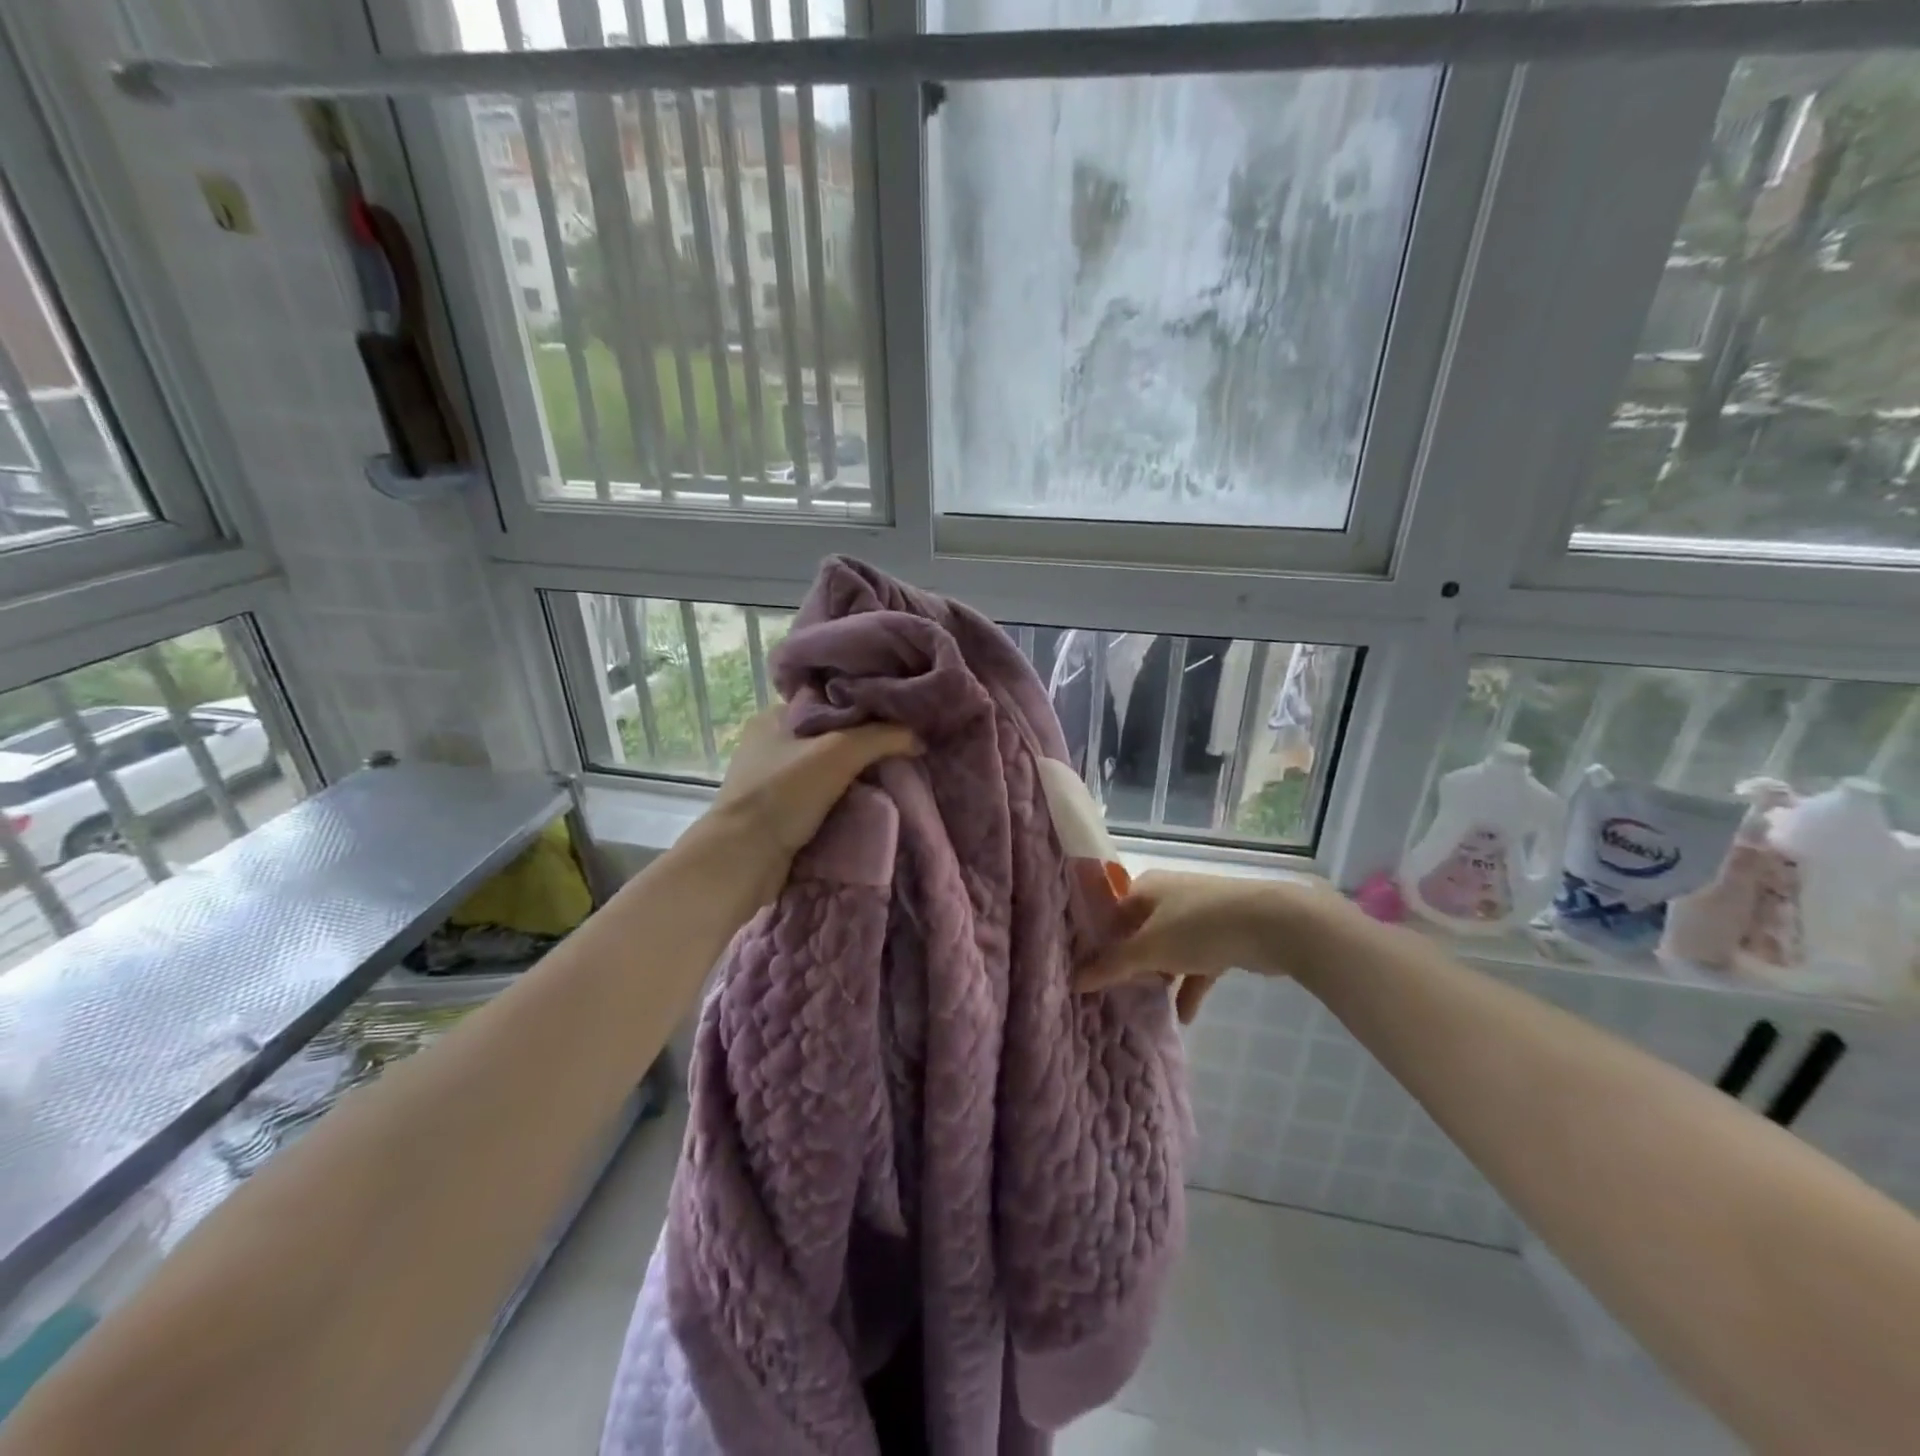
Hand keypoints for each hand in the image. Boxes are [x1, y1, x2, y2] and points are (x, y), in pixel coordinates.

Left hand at [708, 707, 918, 869]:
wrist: (743, 860)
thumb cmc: (784, 793)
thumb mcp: (838, 752)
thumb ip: (881, 737)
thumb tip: (918, 736)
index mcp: (774, 717)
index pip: (829, 700)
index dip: (865, 707)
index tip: (900, 716)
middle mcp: (771, 744)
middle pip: (832, 736)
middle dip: (866, 744)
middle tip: (904, 748)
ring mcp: (774, 781)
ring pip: (829, 769)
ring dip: (858, 776)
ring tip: (897, 775)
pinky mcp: (780, 813)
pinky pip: (823, 798)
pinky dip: (845, 800)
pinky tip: (873, 802)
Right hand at [1075, 870, 1340, 1022]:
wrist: (1270, 924)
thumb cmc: (1199, 927)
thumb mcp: (1149, 948)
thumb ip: (1112, 965)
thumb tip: (1074, 979)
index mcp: (1146, 888)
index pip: (1111, 913)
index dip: (1098, 941)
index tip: (1087, 971)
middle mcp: (1169, 896)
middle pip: (1139, 932)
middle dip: (1130, 963)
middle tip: (1113, 993)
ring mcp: (1198, 916)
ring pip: (1169, 950)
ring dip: (1160, 977)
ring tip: (1146, 1007)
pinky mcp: (1224, 937)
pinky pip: (1197, 964)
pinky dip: (1190, 987)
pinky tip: (1185, 1017)